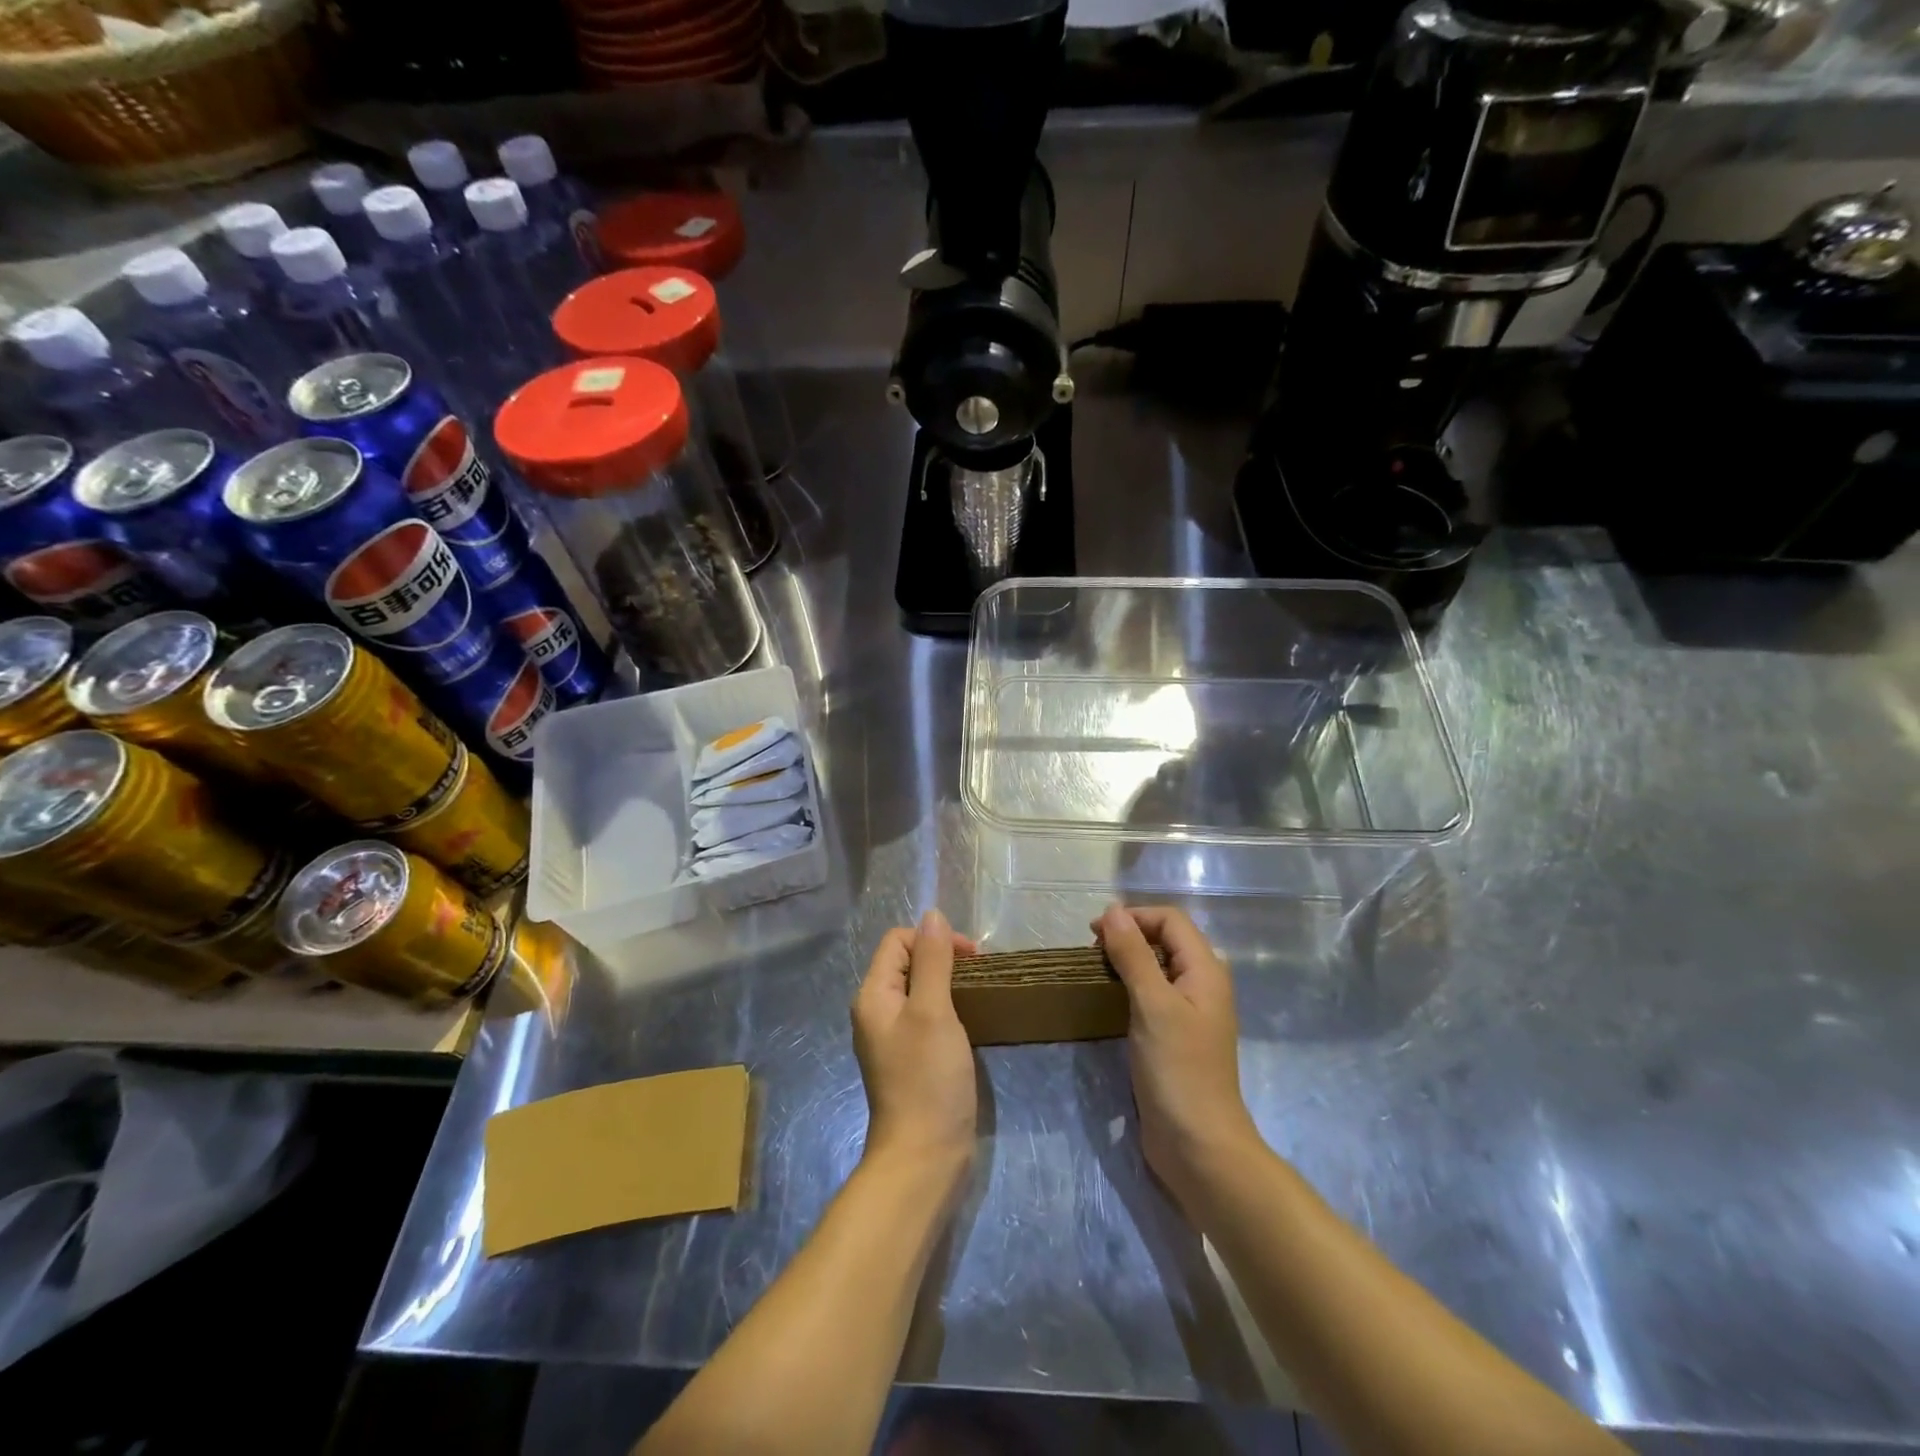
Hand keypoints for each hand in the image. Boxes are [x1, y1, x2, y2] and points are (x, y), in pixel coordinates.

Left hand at [852, 910, 979, 1183]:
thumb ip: (933, 961)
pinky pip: (926, 1016)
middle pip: (907, 962)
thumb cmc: (928, 1078)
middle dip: (943, 958)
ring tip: (978, 993)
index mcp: (873, 995)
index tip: (971, 957)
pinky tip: (969, 1021)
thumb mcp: (933, 1011)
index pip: (897, 941)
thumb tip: (932, 915)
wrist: (925, 1156)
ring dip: (948, 982)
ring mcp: (893, 1037)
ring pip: (919, 989)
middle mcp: (877, 1011)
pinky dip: (948, 1008)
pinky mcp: (910, 1058)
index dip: (933, 939)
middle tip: (980, 974)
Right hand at [1094, 904, 1259, 1209]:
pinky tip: (1109, 1001)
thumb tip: (1112, 911)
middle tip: (1091, 953)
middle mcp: (1202, 984)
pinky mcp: (1175, 1036)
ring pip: (1157, 967)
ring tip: (1095, 973)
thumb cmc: (1178, 1069)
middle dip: (1129, 936)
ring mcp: (1190, 1012)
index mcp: (1206, 970)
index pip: (1170, 920)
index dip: (1133, 917)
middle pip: (1165, 939)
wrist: (1198, 1146)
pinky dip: (1130, 987)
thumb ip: (1133, 954)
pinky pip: (1152, 995)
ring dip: (1127, 962)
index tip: (1094, 933)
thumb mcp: (1152, 1005)